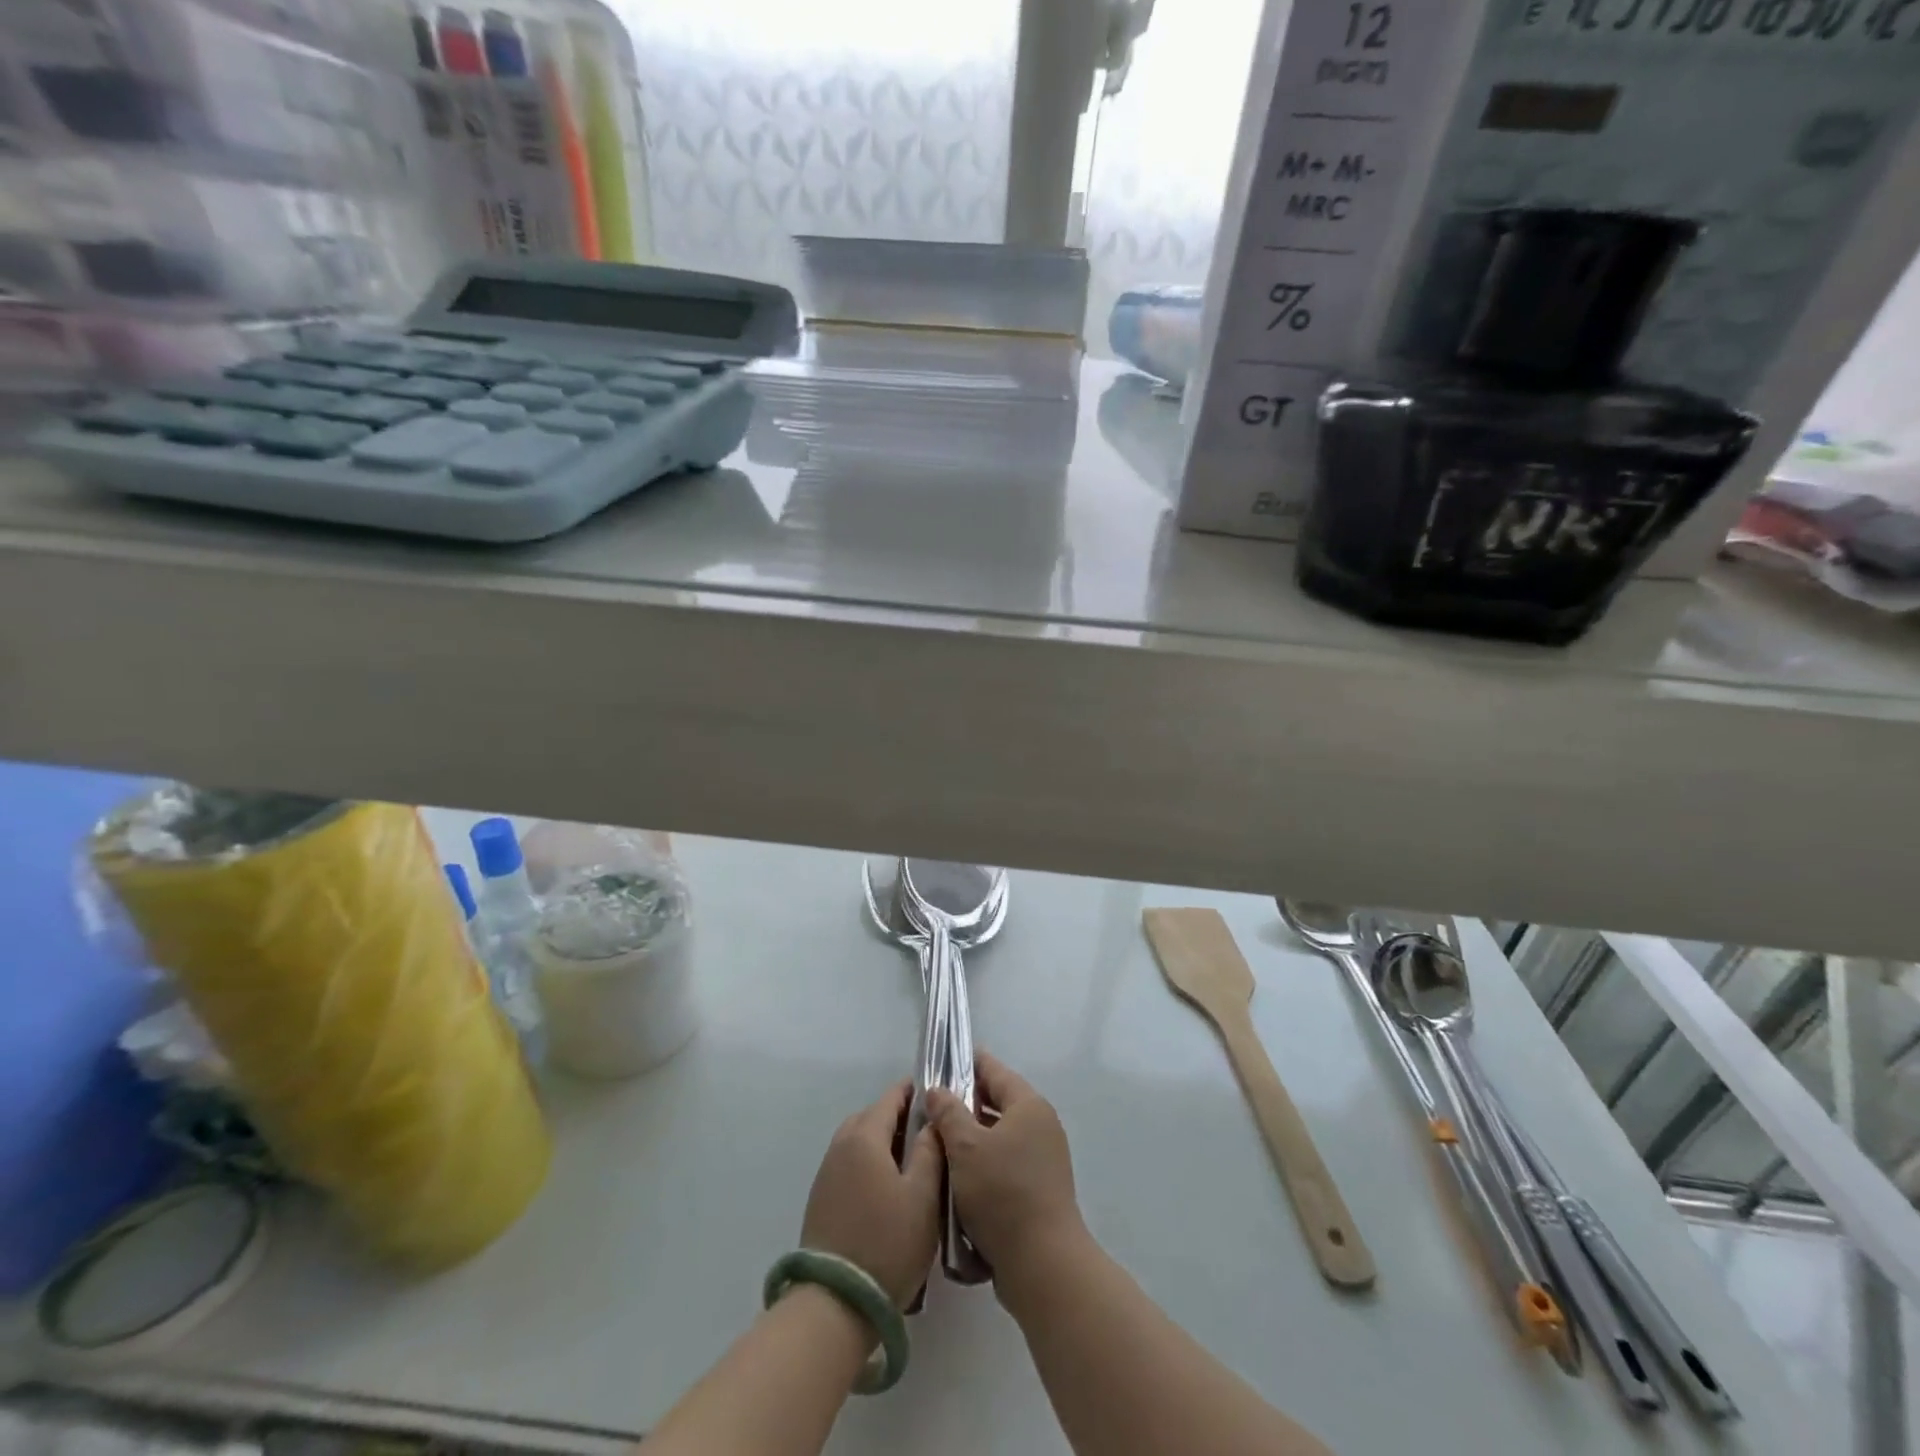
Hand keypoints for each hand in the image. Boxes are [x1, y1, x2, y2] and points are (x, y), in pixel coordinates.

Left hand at [801, 1081, 941, 1307]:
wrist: (835, 1303)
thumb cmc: (887, 1244)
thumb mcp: (923, 1197)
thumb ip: (930, 1152)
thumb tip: (932, 1124)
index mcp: (864, 1137)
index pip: (890, 1098)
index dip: (913, 1091)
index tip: (937, 1095)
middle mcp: (840, 1147)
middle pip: (871, 1117)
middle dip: (899, 1117)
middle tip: (928, 1132)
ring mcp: (827, 1174)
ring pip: (858, 1141)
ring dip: (882, 1142)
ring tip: (912, 1161)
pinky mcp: (821, 1200)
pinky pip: (849, 1164)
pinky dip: (869, 1163)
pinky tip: (888, 1187)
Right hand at [925, 1053, 1085, 1284]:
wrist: (1042, 1263)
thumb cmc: (1002, 1193)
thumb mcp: (966, 1148)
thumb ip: (948, 1113)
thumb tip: (938, 1090)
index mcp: (1029, 1106)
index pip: (996, 1071)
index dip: (969, 1063)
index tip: (943, 1060)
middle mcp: (1041, 1126)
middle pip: (998, 1104)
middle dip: (966, 1104)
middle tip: (932, 1106)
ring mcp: (1043, 1160)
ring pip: (1000, 1137)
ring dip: (972, 1138)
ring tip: (938, 1143)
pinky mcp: (1039, 1190)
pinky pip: (1005, 1164)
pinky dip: (984, 1164)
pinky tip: (958, 1178)